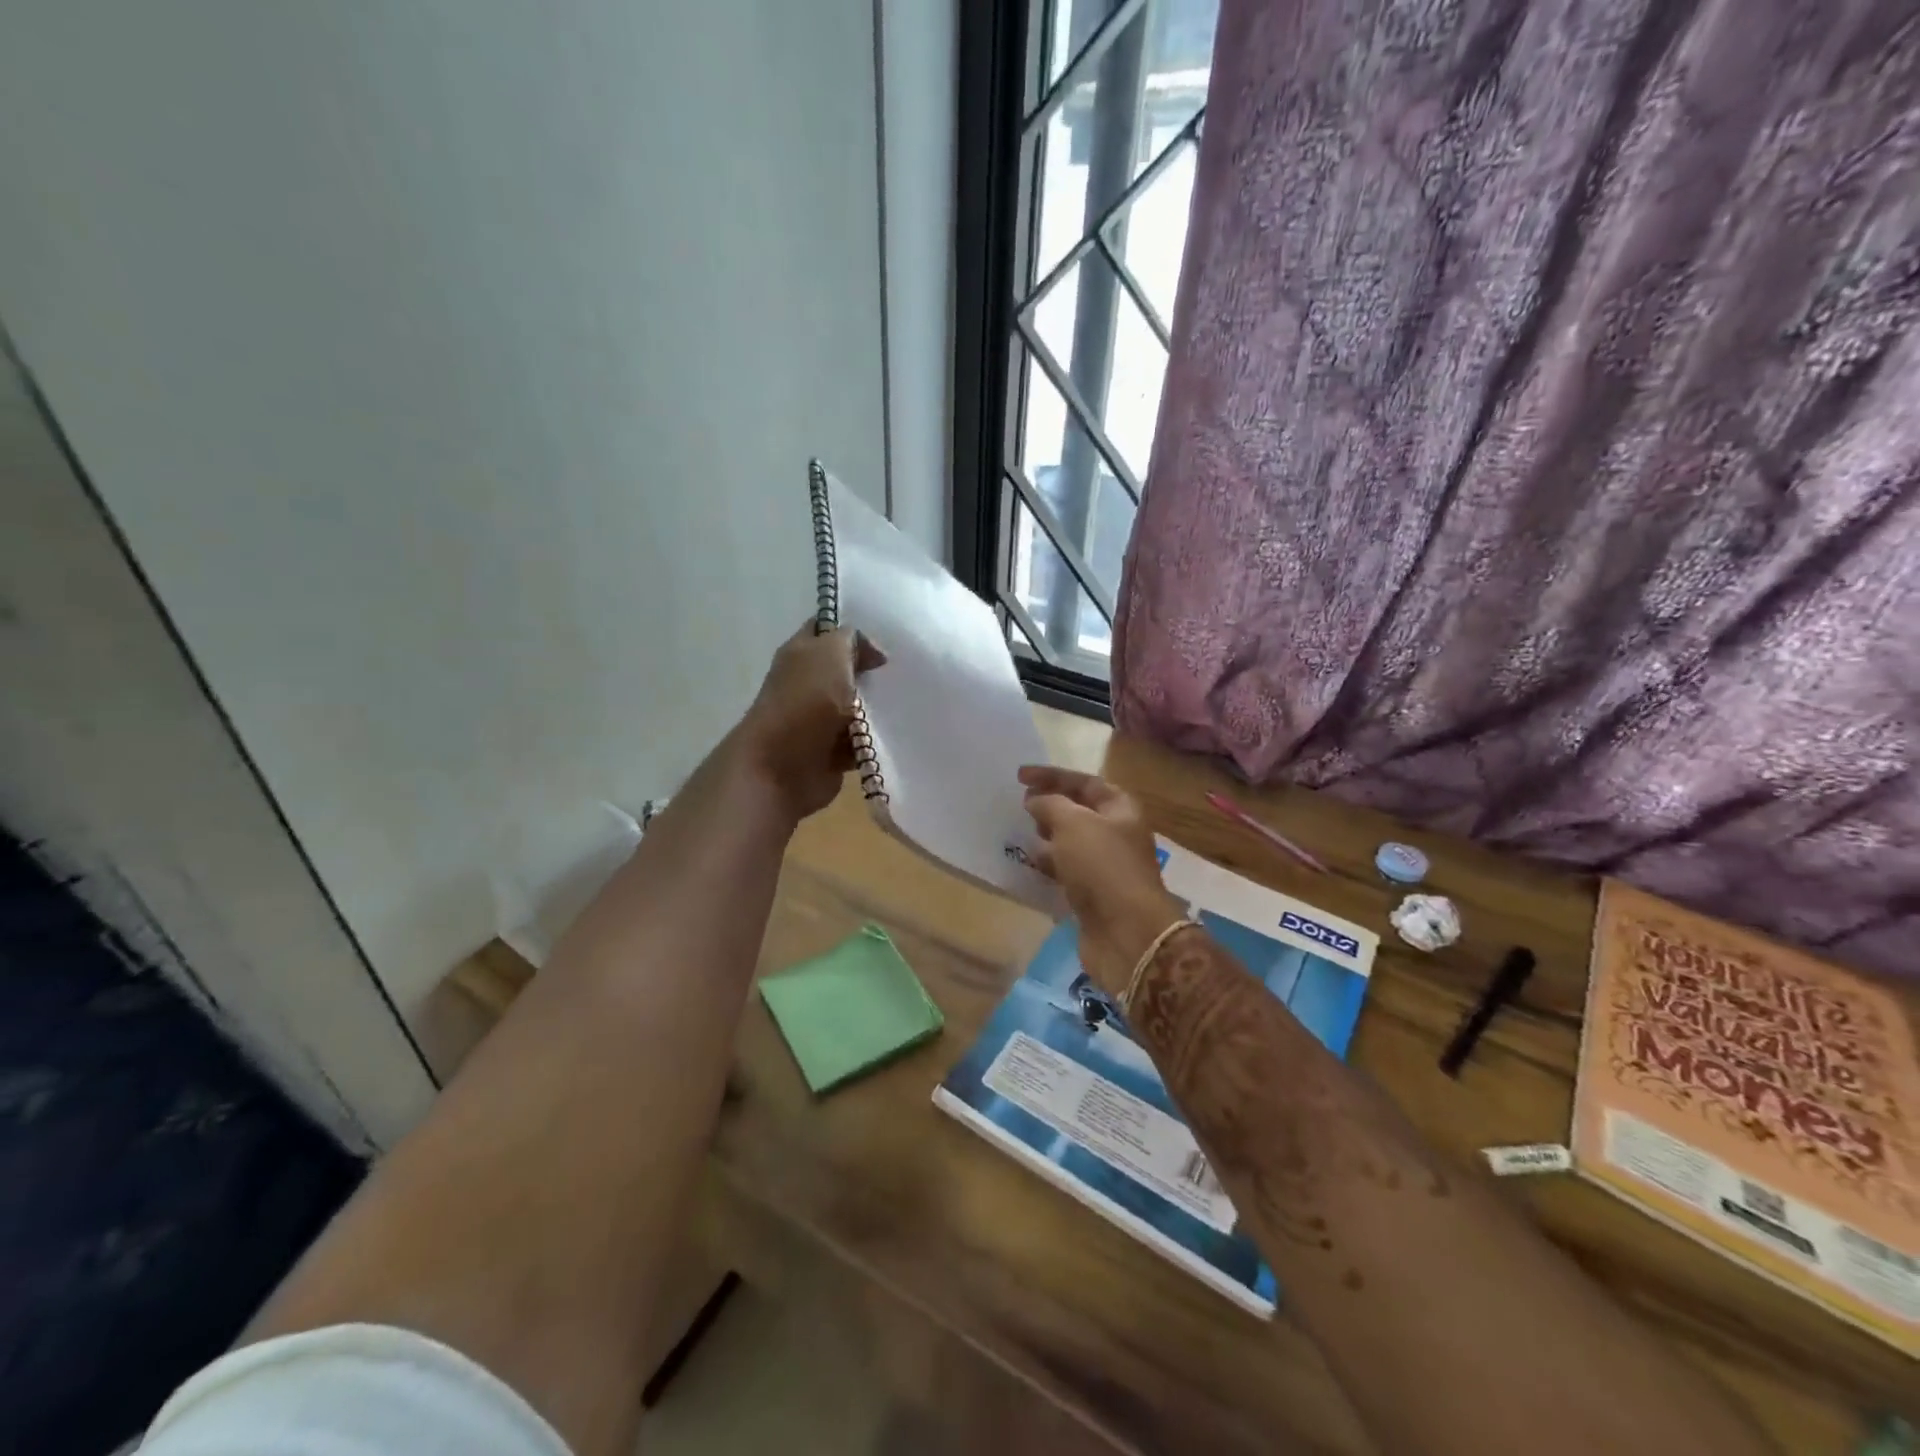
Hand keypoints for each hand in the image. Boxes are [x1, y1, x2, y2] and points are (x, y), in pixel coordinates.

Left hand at [735, 623, 885, 819]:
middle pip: (845, 671)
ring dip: (877, 710)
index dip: (851, 630)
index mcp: (800, 654)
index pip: (825, 629)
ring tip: (906, 705)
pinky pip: (859, 742)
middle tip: (902, 674)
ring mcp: (817, 720)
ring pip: (856, 708)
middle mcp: (806, 684)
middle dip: (872, 673)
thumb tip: (873, 654)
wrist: (783, 767)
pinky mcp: (830, 753)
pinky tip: (895, 735)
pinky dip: (873, 742)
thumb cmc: (806, 701)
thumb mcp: (831, 654)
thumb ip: (852, 641)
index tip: (885, 639)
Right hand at [1019, 766, 1188, 995]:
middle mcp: (1117, 833)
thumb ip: (1051, 804)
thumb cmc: (1102, 867)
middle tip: (1021, 805)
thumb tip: (1036, 801)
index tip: (1019, 776)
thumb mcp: (1073, 824)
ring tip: (1021, 832)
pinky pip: (1067, 869)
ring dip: (1048, 835)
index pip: (1084, 781)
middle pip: (1080, 810)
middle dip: (1050, 804)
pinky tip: (1030, 864)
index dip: (1052, 775)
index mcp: (1120, 808)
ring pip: (1072, 842)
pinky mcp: (1095, 894)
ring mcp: (1106, 865)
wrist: (1127, 933)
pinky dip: (1049, 863)